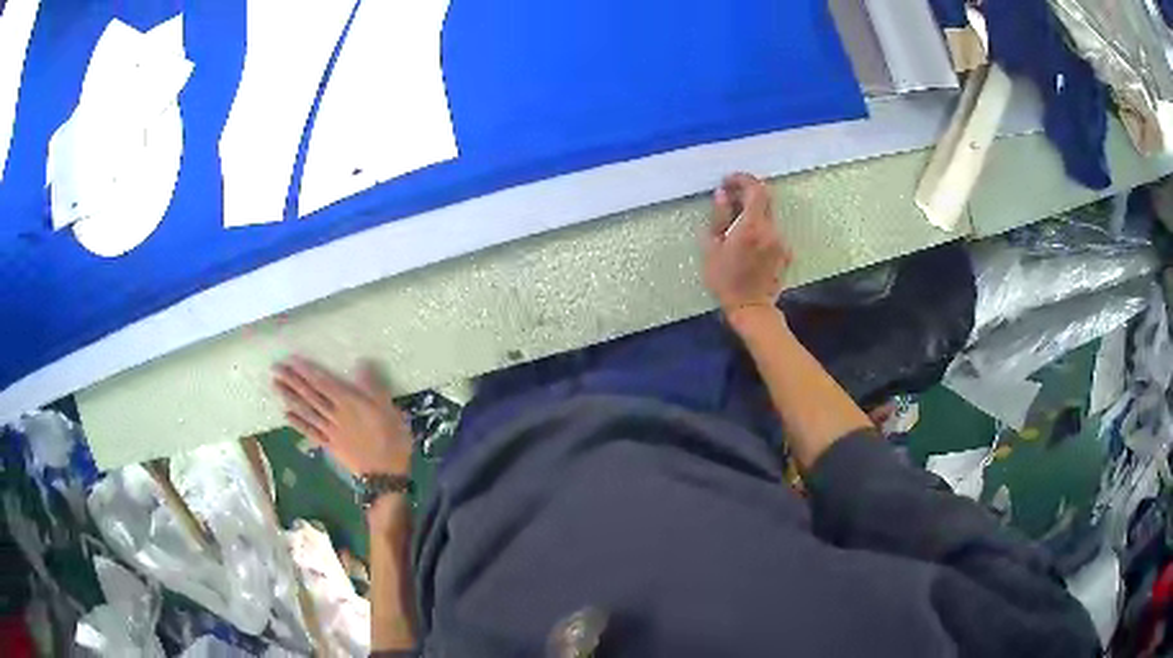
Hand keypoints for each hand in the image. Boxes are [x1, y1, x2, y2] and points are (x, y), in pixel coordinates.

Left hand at [272, 356, 412, 476]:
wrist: (386, 475)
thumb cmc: (392, 440)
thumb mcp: (389, 410)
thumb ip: (374, 387)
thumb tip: (361, 363)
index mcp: (350, 403)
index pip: (323, 383)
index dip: (307, 371)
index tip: (291, 359)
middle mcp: (335, 415)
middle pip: (310, 395)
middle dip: (292, 381)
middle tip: (275, 369)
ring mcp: (330, 431)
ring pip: (307, 411)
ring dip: (290, 398)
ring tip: (275, 386)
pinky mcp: (330, 445)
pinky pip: (311, 432)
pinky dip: (298, 423)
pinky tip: (286, 414)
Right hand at [702, 173, 791, 317]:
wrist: (751, 308)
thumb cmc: (725, 281)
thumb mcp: (712, 248)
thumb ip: (718, 217)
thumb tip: (722, 195)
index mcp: (752, 226)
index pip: (755, 188)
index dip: (742, 179)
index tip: (727, 182)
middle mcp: (771, 229)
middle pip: (765, 198)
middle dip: (747, 193)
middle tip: (730, 199)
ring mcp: (781, 241)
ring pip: (768, 215)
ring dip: (753, 212)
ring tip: (736, 224)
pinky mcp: (786, 252)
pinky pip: (772, 232)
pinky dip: (760, 229)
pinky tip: (748, 243)